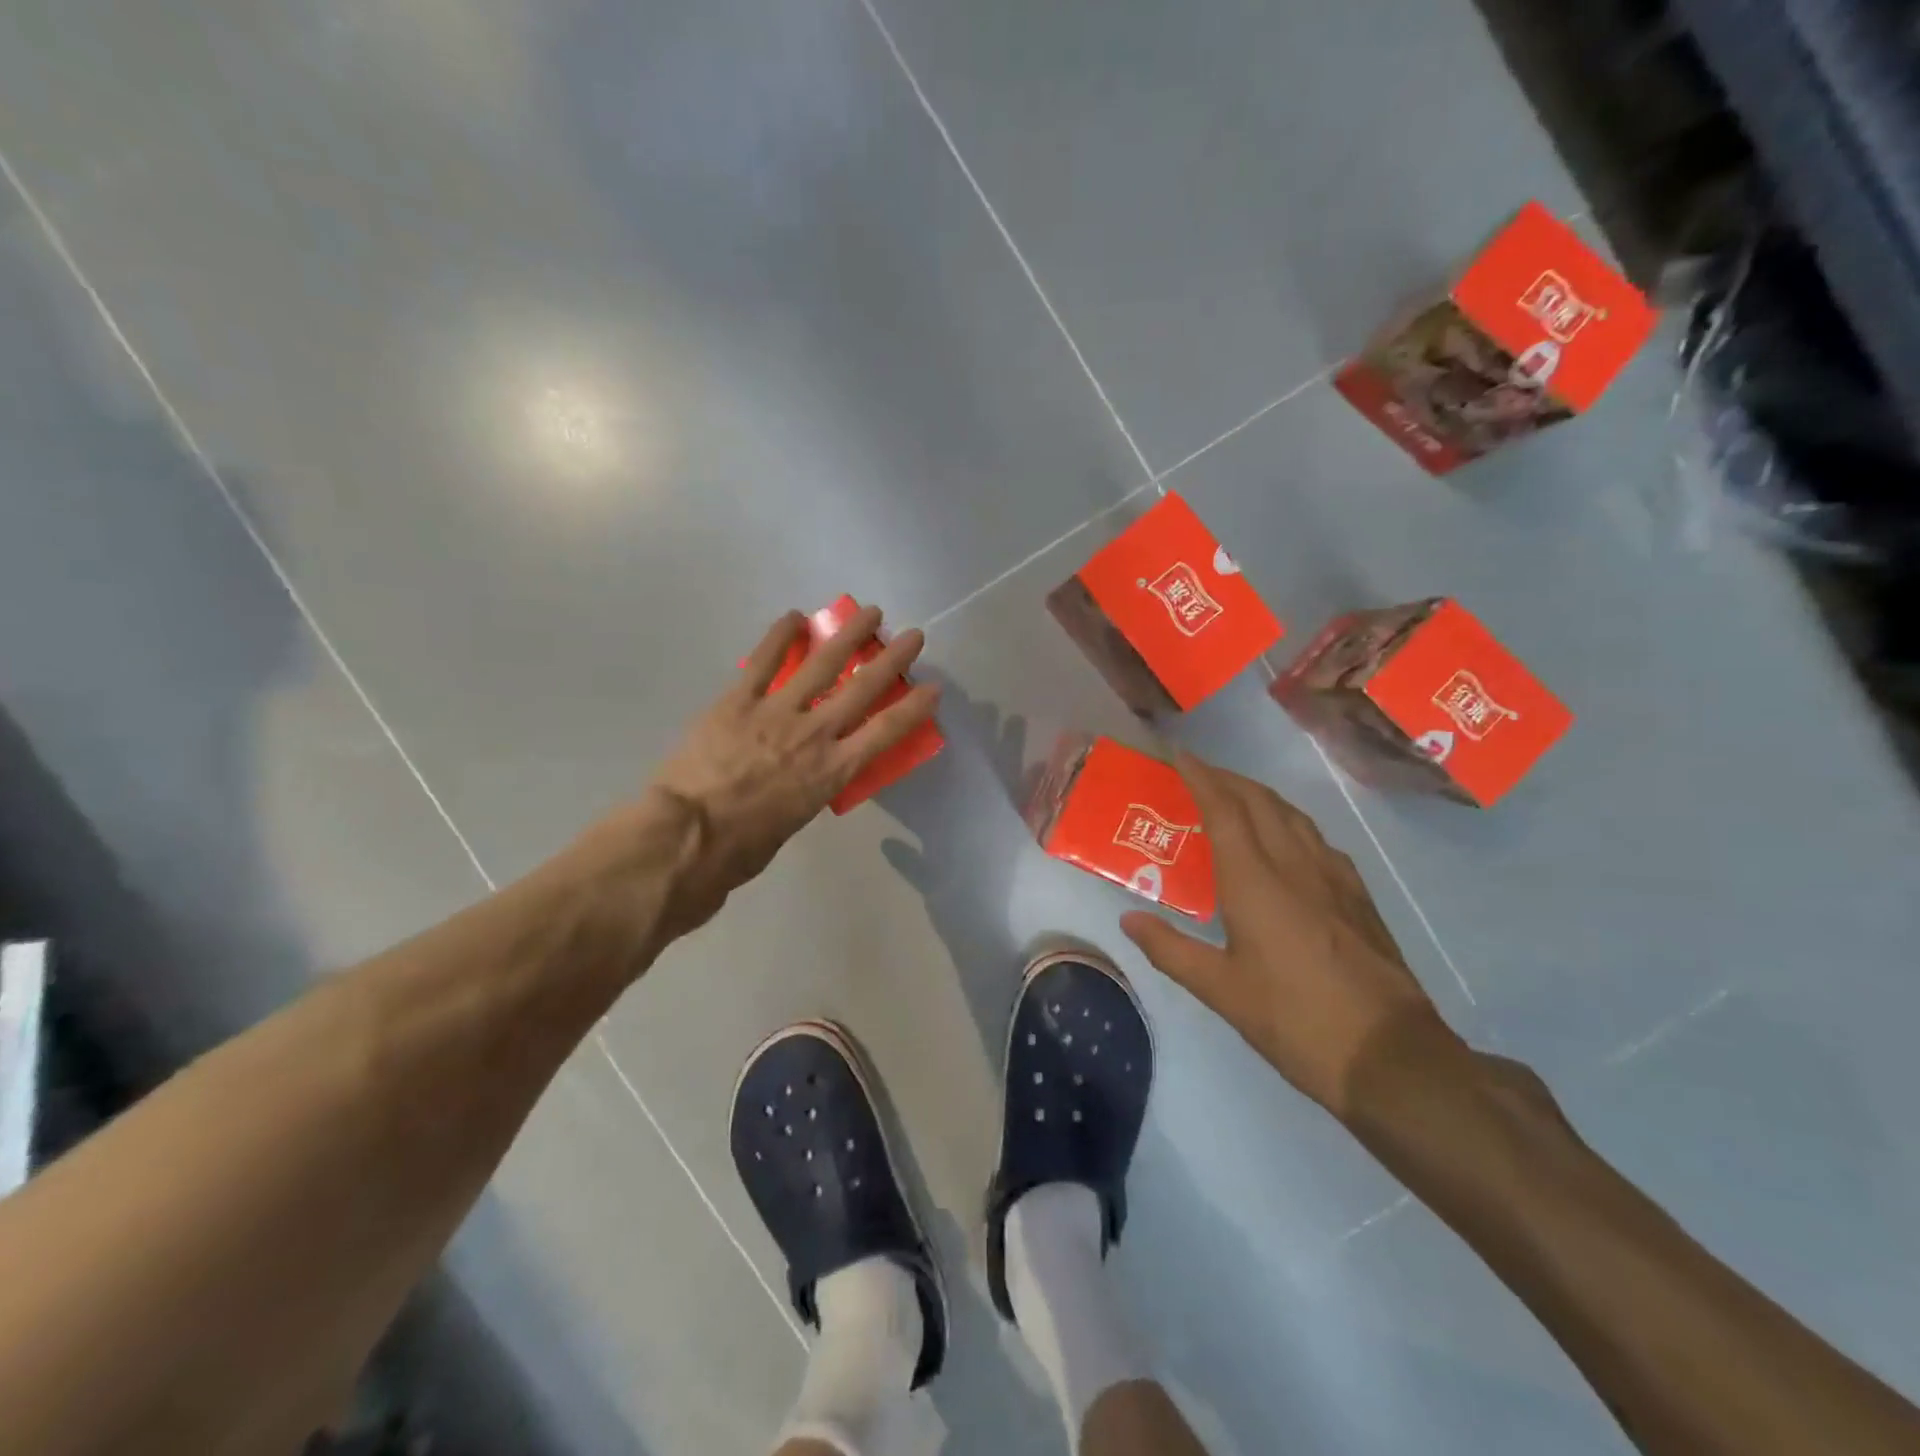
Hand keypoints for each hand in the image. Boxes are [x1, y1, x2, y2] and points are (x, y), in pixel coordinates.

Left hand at [637, 606, 938, 940]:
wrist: (691, 835)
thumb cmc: (744, 846)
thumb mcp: (795, 820)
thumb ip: (808, 788)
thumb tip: (802, 775)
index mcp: (834, 770)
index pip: (886, 731)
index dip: (914, 707)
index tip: (933, 687)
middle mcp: (815, 733)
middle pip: (863, 688)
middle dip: (892, 659)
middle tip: (912, 635)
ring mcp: (776, 711)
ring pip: (821, 664)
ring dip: (848, 635)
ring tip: (869, 613)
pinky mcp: (738, 700)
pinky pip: (763, 661)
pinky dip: (780, 635)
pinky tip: (795, 616)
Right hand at [1120, 752, 1459, 1119]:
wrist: (1389, 1055)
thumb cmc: (1294, 1020)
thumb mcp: (1221, 991)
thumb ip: (1170, 949)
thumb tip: (1128, 920)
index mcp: (1255, 881)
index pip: (1223, 809)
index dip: (1200, 777)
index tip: (1178, 755)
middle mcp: (1295, 865)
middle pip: (1260, 801)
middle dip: (1227, 778)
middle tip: (1198, 773)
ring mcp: (1333, 877)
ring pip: (1292, 815)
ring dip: (1259, 796)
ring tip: (1236, 797)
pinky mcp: (1358, 895)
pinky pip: (1316, 839)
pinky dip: (1289, 822)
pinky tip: (1286, 842)